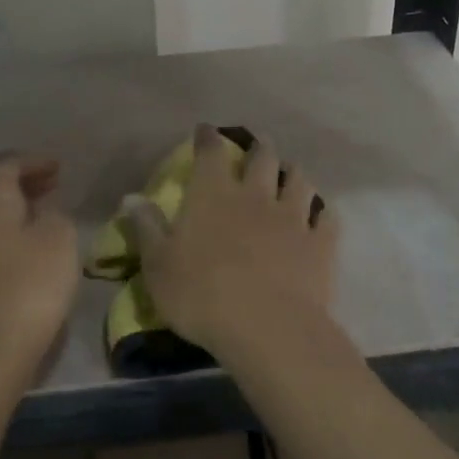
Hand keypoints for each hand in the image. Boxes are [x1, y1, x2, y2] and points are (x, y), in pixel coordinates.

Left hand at [0, 153, 78, 385]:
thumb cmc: (32, 285)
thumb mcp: (60, 238)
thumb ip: (55, 213)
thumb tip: (43, 209)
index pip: (8, 163)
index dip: (35, 161)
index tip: (60, 167)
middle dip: (15, 178)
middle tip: (47, 185)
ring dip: (8, 203)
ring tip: (40, 211)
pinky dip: (2, 225)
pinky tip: (25, 241)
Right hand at [126, 126, 336, 355]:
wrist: (267, 327)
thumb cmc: (201, 295)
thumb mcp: (158, 266)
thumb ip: (146, 228)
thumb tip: (131, 198)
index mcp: (213, 195)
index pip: (210, 153)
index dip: (208, 139)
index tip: (206, 131)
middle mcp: (256, 195)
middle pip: (263, 158)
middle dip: (259, 148)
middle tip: (258, 147)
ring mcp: (293, 217)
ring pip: (299, 181)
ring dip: (293, 173)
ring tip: (290, 174)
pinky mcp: (320, 244)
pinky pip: (327, 218)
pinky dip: (322, 212)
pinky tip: (321, 215)